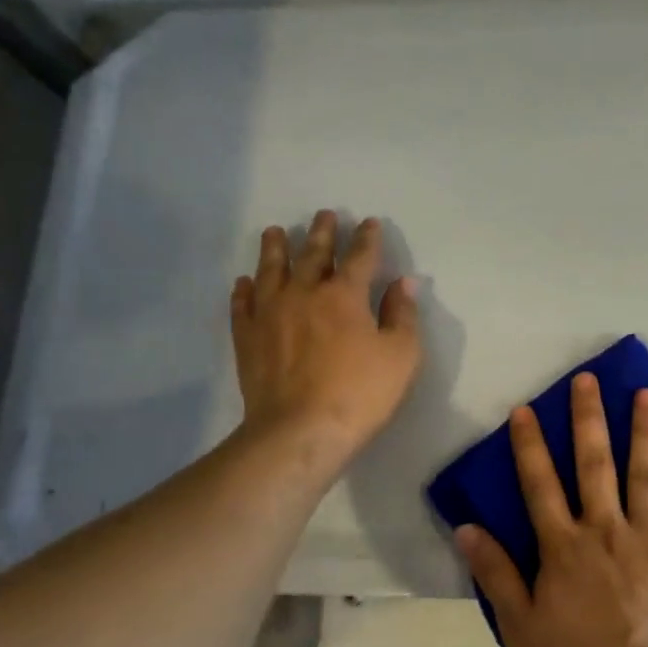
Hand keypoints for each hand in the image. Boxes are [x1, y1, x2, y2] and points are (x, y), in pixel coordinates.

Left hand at [230, 211, 422, 471]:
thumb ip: (402, 314)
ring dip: (275, 248)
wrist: (300, 431)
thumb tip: (404, 282)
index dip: (367, 238)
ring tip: (275, 232)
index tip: (370, 223)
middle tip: (324, 215)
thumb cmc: (360, 393)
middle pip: (313, 254)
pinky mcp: (247, 337)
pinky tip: (245, 282)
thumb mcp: (401, 355)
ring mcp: (270, 313)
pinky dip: (245, 289)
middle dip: (322, 232)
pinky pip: (242, 304)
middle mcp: (304, 293)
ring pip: (271, 270)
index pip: (360, 256)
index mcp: (345, 295)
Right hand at [456, 373, 647, 646]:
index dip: (529, 445)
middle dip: (588, 418)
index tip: (525, 409)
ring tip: (647, 393)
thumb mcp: (521, 628)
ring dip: (645, 430)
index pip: (540, 484)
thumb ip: (495, 573)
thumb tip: (465, 527)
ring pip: (646, 473)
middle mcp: (606, 529)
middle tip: (588, 379)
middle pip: (594, 463)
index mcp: (563, 546)